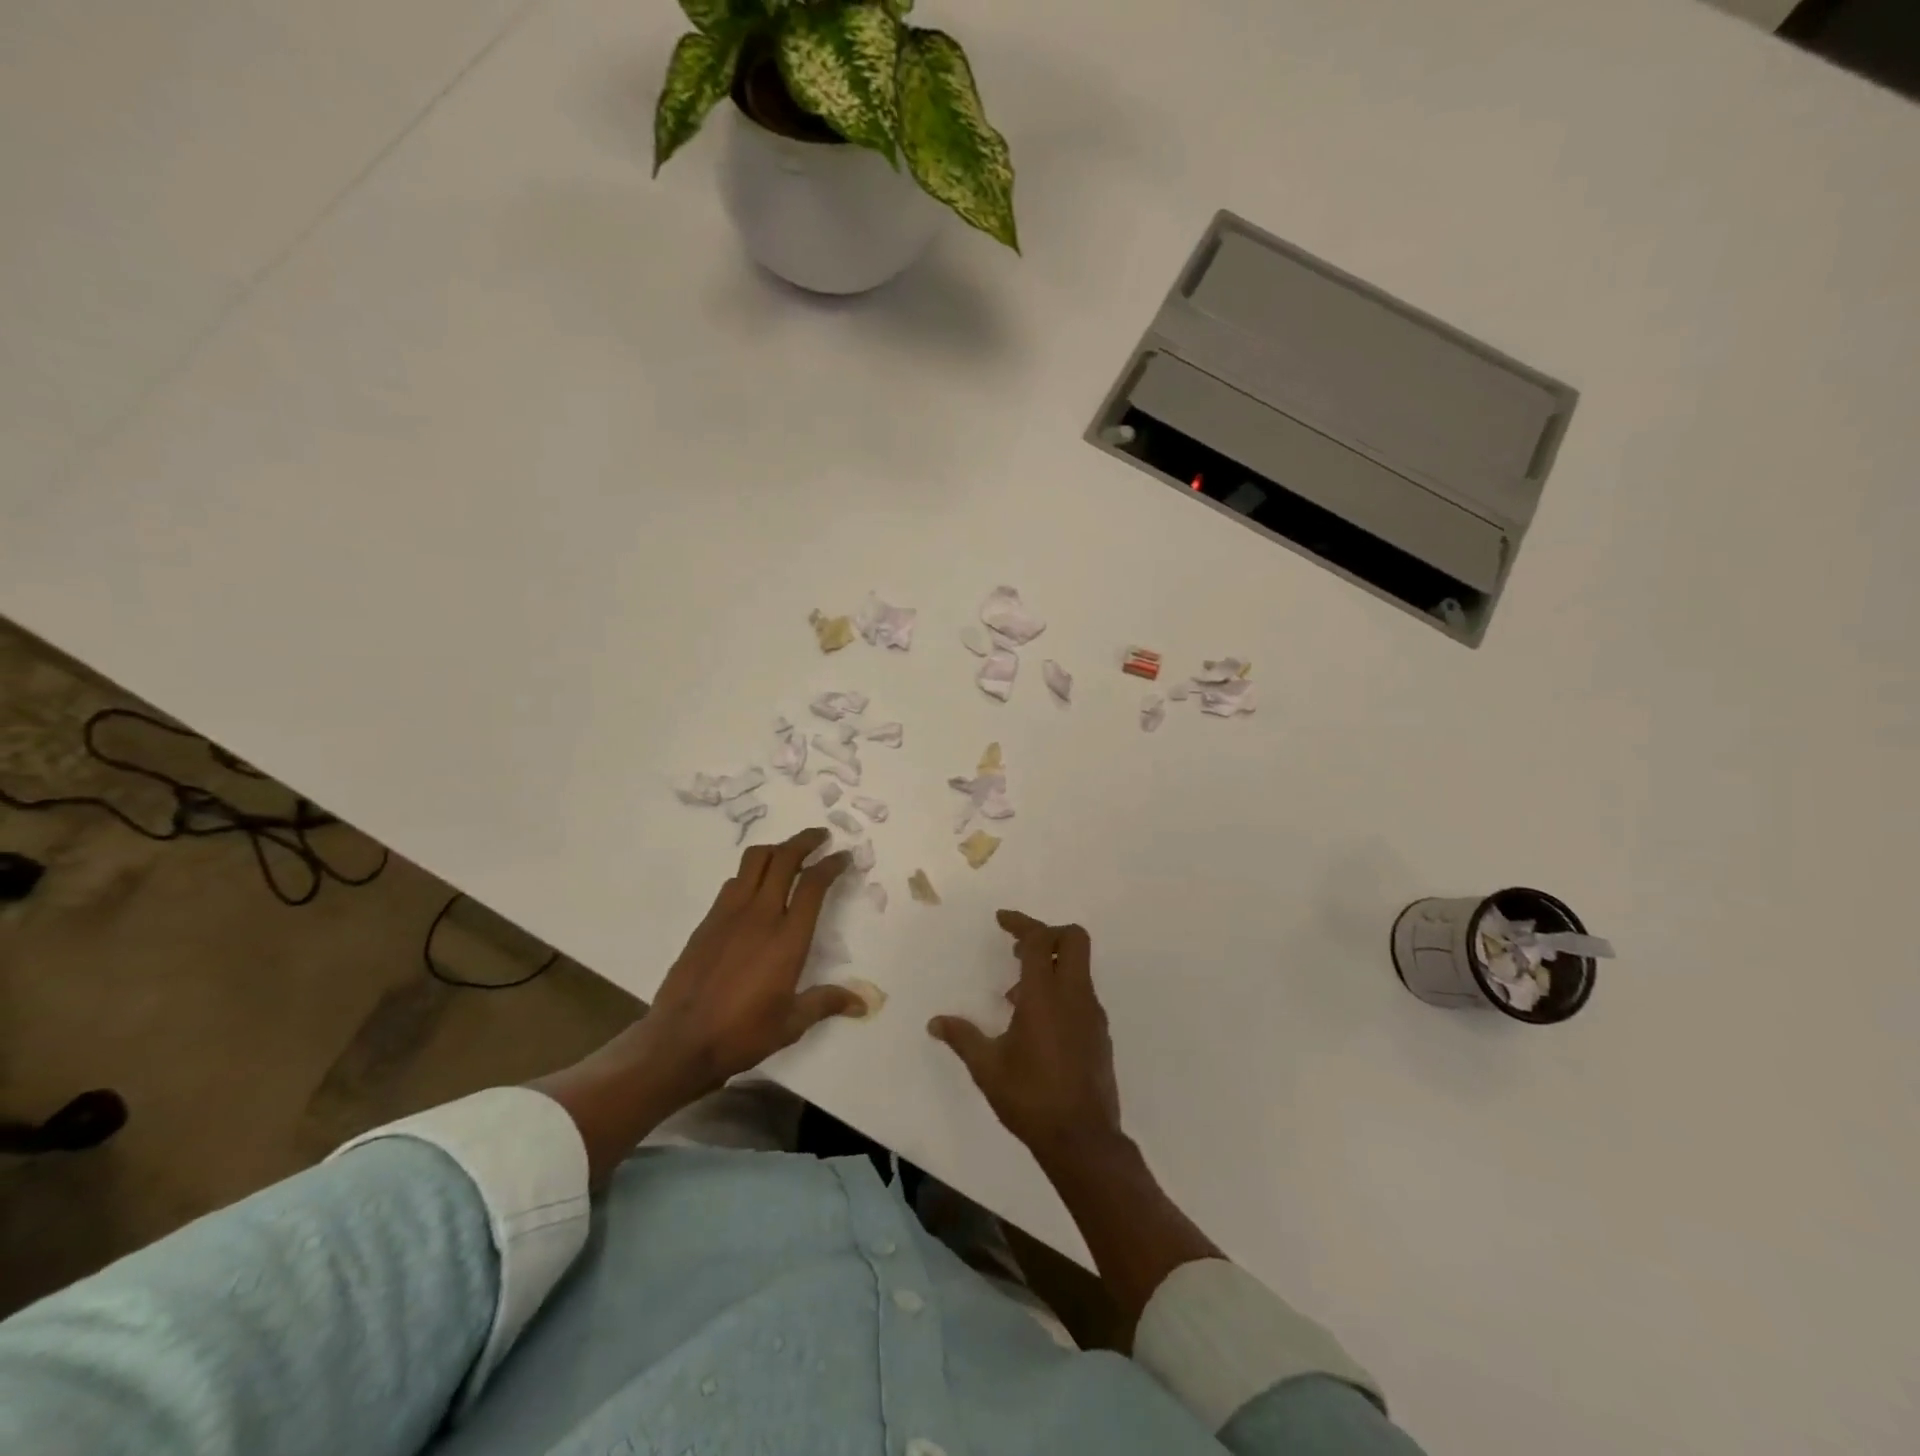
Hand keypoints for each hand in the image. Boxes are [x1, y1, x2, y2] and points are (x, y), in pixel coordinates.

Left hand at [633, 827, 863, 1101]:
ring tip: (789, 853)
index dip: (831, 863)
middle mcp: (760, 915)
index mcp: (788, 938)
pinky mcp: (707, 921)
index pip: (814, 884)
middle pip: (784, 859)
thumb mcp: (792, 1023)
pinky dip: (751, 872)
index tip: (843, 856)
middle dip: (805, 841)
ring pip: (754, 861)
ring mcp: (729, 914)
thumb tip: (863, 1002)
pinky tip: (756, 887)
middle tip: (821, 836)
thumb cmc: (742, 1033)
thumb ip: (826, 1002)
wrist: (679, 1041)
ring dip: (776, 849)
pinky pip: (733, 882)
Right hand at [928, 910, 1122, 1156]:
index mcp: (1045, 995)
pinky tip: (1037, 1024)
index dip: (1020, 923)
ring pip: (1079, 968)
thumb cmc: (1030, 1098)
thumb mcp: (987, 1067)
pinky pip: (1081, 995)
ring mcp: (1092, 1014)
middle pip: (1074, 939)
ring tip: (1016, 997)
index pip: (1039, 940)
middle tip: (1018, 950)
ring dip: (1051, 966)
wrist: (1083, 1140)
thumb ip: (962, 1038)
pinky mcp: (1100, 1034)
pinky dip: (1061, 991)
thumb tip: (936, 1023)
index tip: (1001, 920)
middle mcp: (1074, 996)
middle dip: (1047, 933)